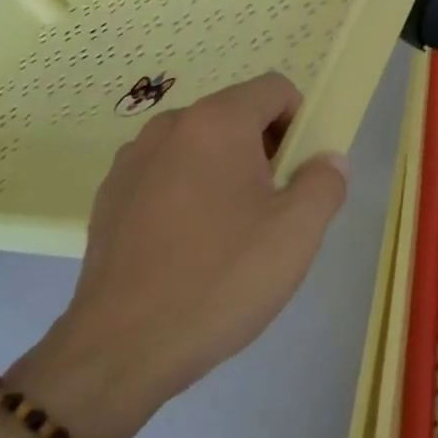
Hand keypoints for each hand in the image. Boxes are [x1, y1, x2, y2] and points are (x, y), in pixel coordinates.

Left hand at [11, 72, 348, 437]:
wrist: (120, 348)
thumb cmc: (220, 279)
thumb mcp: (297, 233)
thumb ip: (325, 182)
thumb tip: (327, 160)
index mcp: (217, 121)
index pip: (275, 89)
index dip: (300, 122)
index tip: (299, 172)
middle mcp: (170, 126)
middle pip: (236, 115)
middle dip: (263, 150)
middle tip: (271, 209)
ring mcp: (133, 159)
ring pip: (199, 146)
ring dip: (224, 171)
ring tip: (228, 233)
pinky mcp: (110, 195)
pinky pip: (165, 174)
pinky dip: (186, 192)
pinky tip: (186, 248)